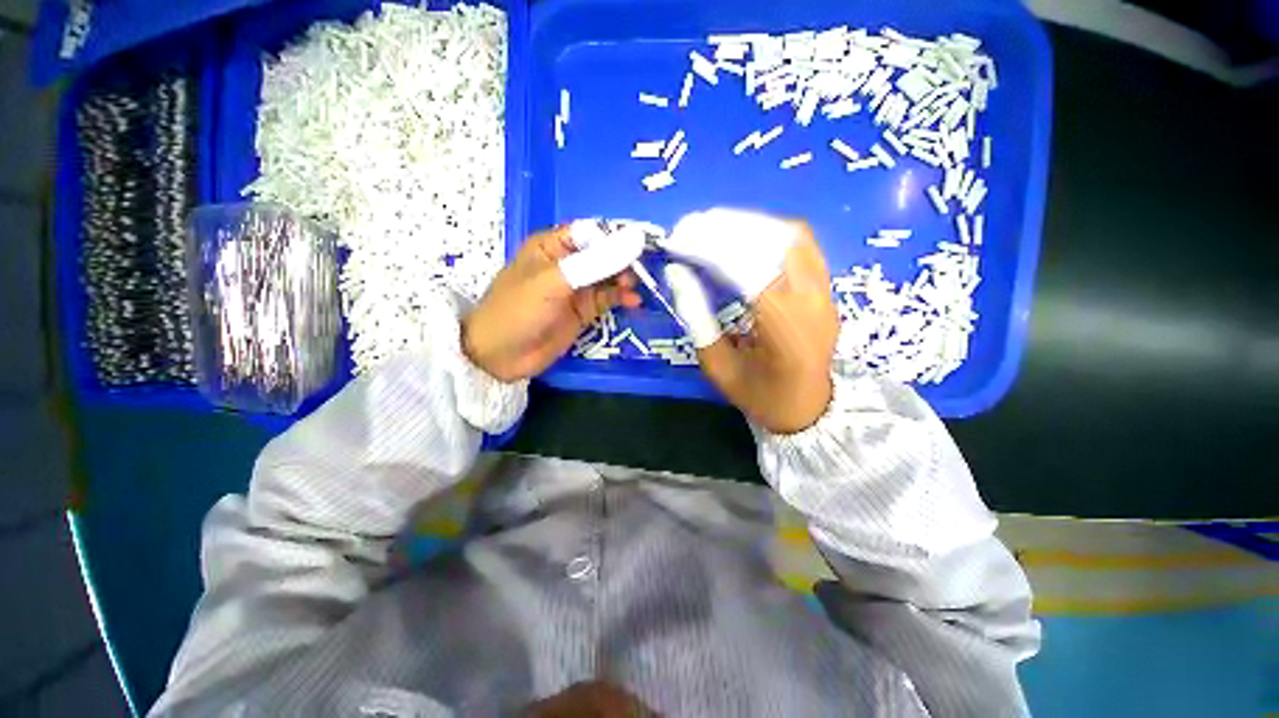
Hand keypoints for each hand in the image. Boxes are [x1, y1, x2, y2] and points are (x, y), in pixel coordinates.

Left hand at [462, 223, 643, 381]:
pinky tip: (633, 302)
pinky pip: (607, 299)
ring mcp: (576, 289)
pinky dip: (621, 298)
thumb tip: (634, 240)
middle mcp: (566, 264)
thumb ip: (593, 263)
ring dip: (623, 280)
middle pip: (603, 254)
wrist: (500, 356)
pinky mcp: (583, 311)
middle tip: (636, 272)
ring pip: (608, 277)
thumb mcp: (553, 282)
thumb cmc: (518, 310)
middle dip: (621, 260)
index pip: (590, 232)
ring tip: (633, 288)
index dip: (614, 236)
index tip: (639, 244)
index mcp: (552, 246)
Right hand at [662, 210, 838, 433]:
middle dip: (727, 228)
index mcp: (785, 333)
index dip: (711, 248)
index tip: (678, 240)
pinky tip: (741, 237)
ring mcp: (825, 291)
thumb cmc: (760, 396)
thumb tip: (678, 273)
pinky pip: (799, 244)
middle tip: (690, 227)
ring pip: (791, 235)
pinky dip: (766, 232)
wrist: (809, 409)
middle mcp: (813, 303)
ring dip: (747, 225)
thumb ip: (697, 319)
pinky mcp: (826, 286)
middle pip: (774, 243)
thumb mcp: (717, 367)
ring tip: (711, 227)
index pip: (749, 271)